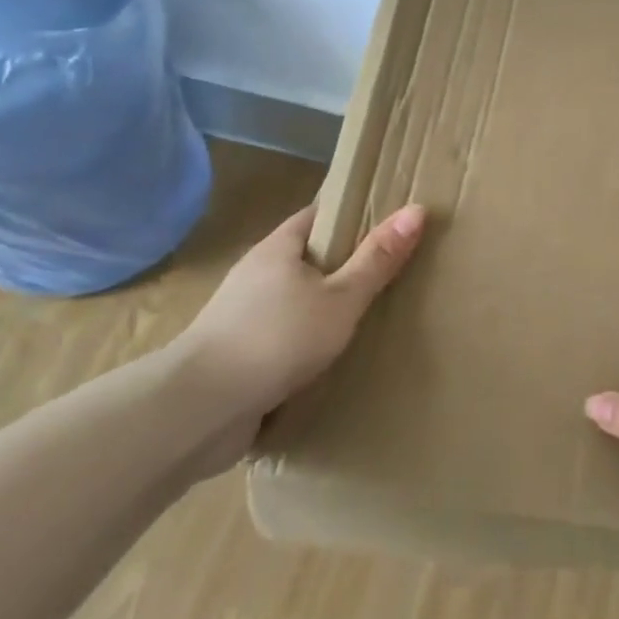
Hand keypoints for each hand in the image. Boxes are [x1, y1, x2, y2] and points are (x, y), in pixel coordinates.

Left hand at [168, 202, 425, 475]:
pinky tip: (333, 357)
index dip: (353, 214)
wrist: (201, 408)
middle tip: (391, 272)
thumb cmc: (278, 338)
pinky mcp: (240, 355)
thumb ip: (377, 259)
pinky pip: (284, 336)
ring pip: (296, 300)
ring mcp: (243, 316)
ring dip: (325, 307)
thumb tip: (417, 210)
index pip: (318, 215)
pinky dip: (308, 340)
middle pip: (307, 258)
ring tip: (369, 317)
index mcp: (278, 248)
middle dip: (344, 265)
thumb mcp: (341, 298)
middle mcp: (256, 275)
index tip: (389, 223)